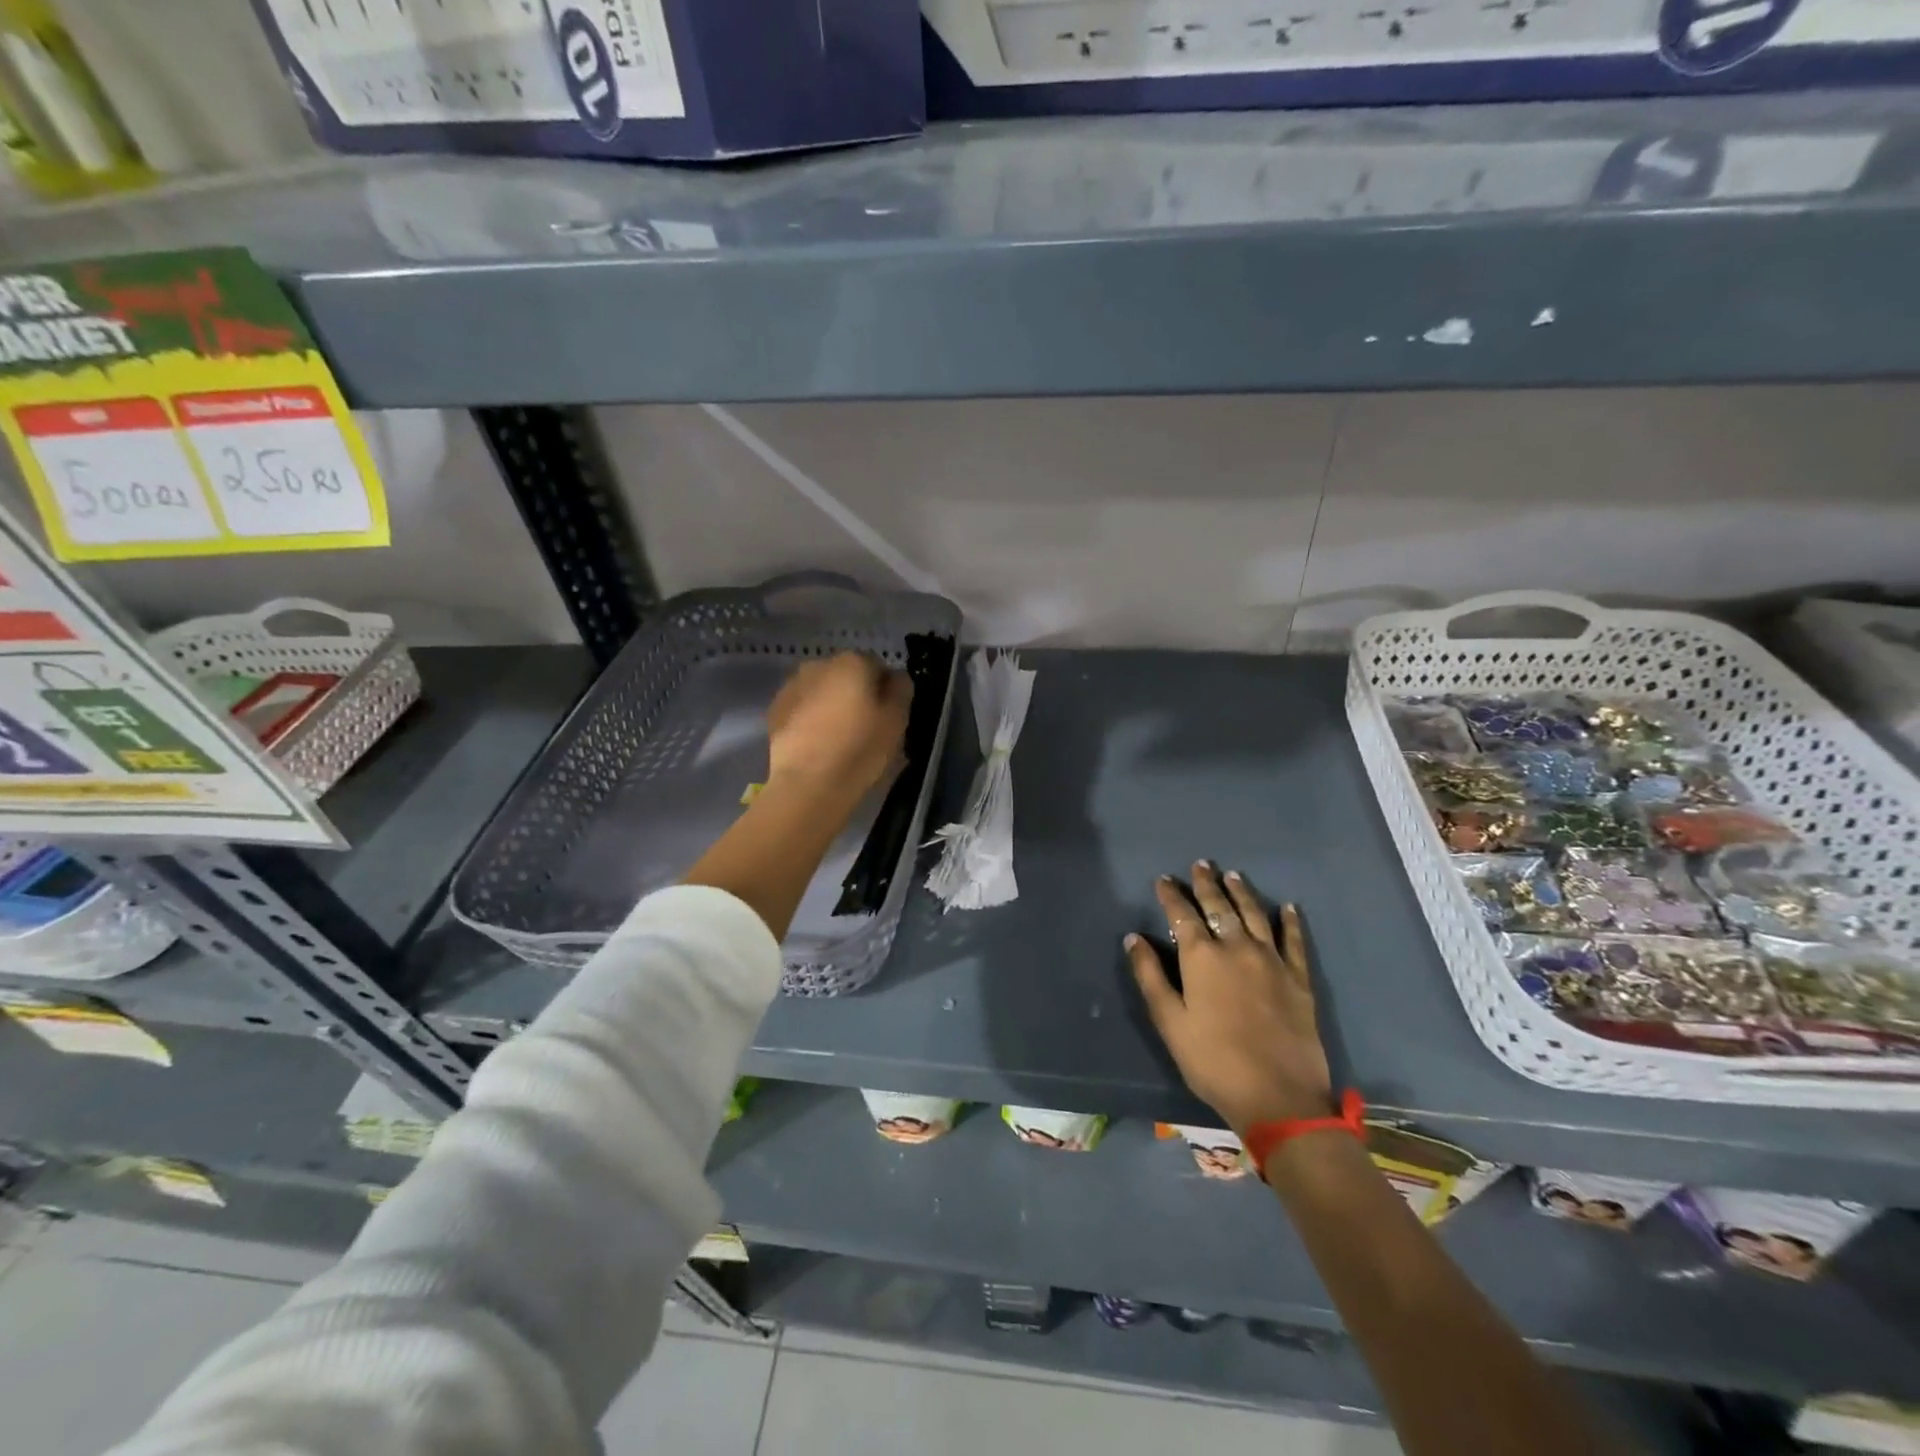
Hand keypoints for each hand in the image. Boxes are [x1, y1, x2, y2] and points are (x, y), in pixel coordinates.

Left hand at [766, 652, 911, 802]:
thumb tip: (895, 678)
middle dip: (855, 692)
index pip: (878, 666)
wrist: (808, 785)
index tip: (887, 714)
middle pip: (846, 674)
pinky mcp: (774, 709)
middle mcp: (819, 664)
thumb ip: (901, 690)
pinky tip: (816, 742)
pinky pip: (801, 706)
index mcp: (852, 662)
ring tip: (837, 735)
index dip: (885, 689)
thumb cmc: (860, 750)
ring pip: (821, 689)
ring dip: (830, 703)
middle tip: (863, 725)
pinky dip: (809, 717)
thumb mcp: (896, 721)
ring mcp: (792, 685)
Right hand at [1127, 863, 1334, 1137]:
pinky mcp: (1298, 979)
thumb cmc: (1213, 1061)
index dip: (1171, 895)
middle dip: (1206, 884)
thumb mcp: (1169, 1022)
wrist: (1279, 1096)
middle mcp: (1236, 947)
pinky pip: (1294, 941)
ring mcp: (1271, 960)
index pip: (1182, 914)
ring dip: (1242, 892)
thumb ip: (1150, 976)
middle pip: (1219, 906)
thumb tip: (1133, 938)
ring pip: (1254, 915)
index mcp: (1202, 957)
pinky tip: (1288, 907)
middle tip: (1201, 864)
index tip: (1163, 879)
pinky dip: (1291, 921)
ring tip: (1234, 875)